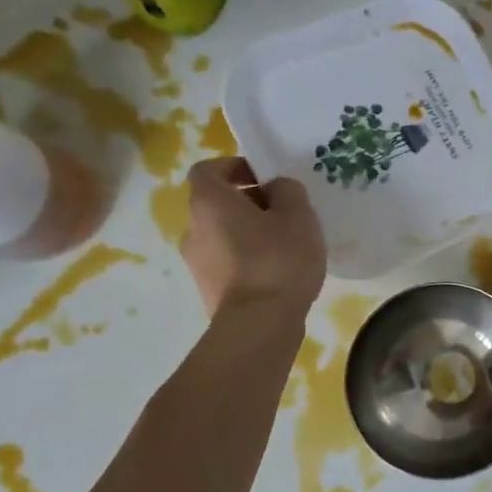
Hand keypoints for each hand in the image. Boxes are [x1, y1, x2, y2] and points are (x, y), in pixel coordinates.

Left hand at [179, 158, 325, 319]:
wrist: (259, 324)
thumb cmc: (278, 259)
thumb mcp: (298, 215)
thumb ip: (288, 190)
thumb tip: (276, 188)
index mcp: (209, 202)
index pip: (208, 169)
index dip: (234, 167)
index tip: (264, 177)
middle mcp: (193, 228)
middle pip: (217, 204)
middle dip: (249, 203)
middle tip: (285, 213)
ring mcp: (196, 263)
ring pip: (223, 235)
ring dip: (249, 234)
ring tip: (286, 247)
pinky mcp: (208, 290)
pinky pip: (228, 263)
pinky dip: (248, 260)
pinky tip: (278, 273)